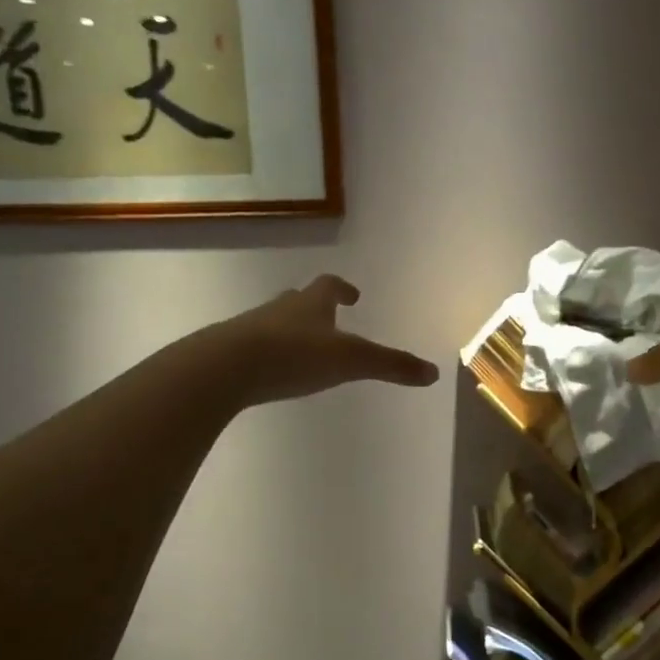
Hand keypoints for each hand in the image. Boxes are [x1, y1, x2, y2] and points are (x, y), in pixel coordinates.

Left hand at [211, 275, 439, 406]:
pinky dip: (269, 353)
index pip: (330, 286)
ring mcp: (252, 328)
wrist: (226, 367)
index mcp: (311, 303)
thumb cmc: (294, 355)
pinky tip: (272, 371)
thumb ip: (391, 366)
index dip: (343, 289)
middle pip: (299, 300)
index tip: (353, 295)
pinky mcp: (231, 351)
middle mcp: (281, 308)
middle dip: (314, 307)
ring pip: (276, 321)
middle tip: (328, 318)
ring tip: (302, 348)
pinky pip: (255, 346)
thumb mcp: (351, 361)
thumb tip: (433, 372)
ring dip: (290, 329)